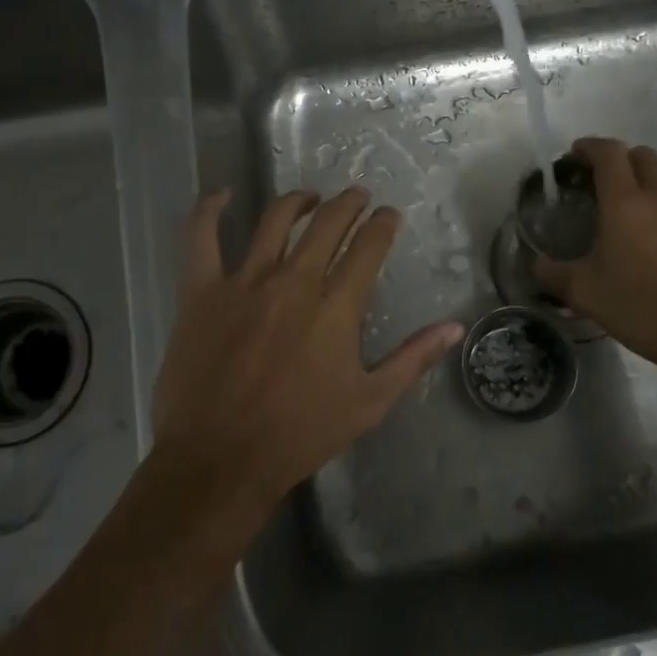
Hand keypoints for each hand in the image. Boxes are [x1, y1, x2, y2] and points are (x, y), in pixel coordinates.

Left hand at [151, 186, 462, 524]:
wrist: (222, 459)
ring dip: (297, 201)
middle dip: (348, 203)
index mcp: (336, 305)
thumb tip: (454, 327)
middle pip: (327, 222)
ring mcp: (244, 281)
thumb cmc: (301, 433)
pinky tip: (220, 195)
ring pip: (274, 220)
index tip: (388, 216)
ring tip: (309, 197)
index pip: (368, 245)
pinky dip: (209, 211)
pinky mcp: (202, 292)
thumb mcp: (370, 402)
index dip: (382, 224)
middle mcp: (294, 280)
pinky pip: (202, 239)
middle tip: (357, 196)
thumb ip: (413, 359)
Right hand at [533, 138, 656, 374]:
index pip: (609, 153)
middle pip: (643, 156)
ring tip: (639, 210)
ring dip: (651, 183)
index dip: (590, 146)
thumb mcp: (583, 293)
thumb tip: (536, 264)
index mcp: (625, 203)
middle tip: (606, 182)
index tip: (577, 154)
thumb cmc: (638, 307)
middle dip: (622, 160)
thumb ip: (552, 273)